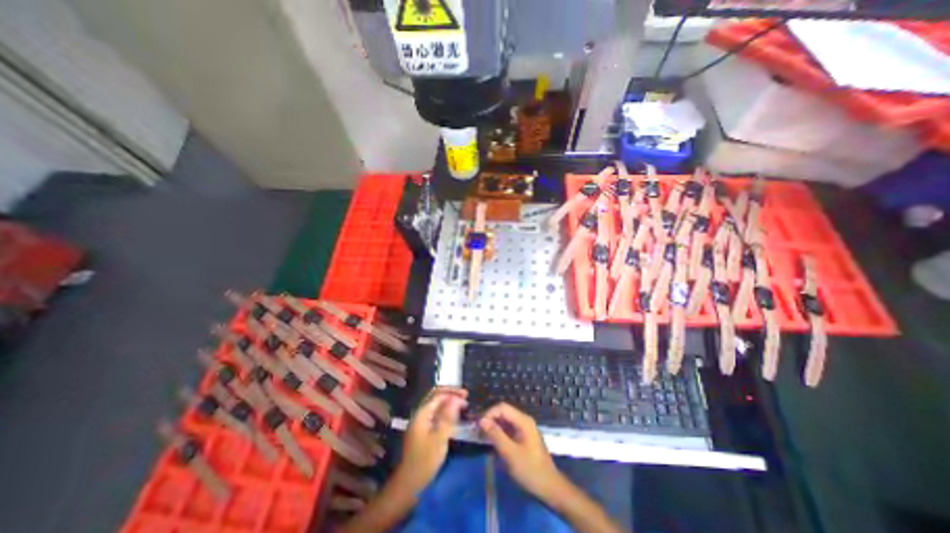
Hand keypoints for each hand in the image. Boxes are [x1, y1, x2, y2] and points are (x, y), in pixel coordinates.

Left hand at [394, 385, 465, 493]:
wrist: (408, 484)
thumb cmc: (425, 461)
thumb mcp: (439, 438)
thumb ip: (448, 417)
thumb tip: (456, 398)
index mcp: (422, 413)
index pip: (438, 394)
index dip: (453, 393)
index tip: (467, 396)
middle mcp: (420, 414)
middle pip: (435, 396)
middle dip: (450, 393)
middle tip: (465, 396)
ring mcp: (420, 422)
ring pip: (436, 404)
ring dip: (448, 401)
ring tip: (462, 404)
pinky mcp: (423, 430)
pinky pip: (435, 413)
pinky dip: (445, 410)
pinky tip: (453, 416)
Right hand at [480, 405, 566, 503]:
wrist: (549, 487)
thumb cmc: (530, 470)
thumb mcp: (510, 453)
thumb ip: (496, 435)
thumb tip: (482, 421)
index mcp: (523, 421)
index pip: (502, 407)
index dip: (489, 413)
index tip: (478, 425)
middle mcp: (524, 420)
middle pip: (503, 412)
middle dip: (490, 419)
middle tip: (478, 431)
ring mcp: (524, 428)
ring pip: (505, 421)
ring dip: (493, 426)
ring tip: (482, 436)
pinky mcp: (523, 437)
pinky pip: (508, 429)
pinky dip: (499, 432)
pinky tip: (492, 441)